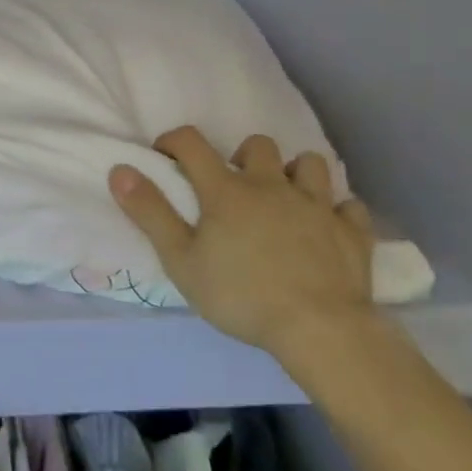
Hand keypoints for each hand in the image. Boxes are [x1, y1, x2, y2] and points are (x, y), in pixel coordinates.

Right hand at [109, 127, 376, 354]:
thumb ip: (150, 212)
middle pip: (257, 145)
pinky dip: (337, 211)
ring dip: (294, 173)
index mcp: (226, 190)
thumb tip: (120, 169)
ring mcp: (317, 206)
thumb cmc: (240, 295)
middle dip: (242, 157)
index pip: (192, 143)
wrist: (319, 329)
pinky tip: (327, 226)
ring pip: (310, 164)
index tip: (166, 156)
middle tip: (233, 186)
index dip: (174, 141)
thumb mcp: (181, 259)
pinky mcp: (352, 232)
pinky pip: (350, 206)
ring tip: (284, 197)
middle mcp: (272, 185)